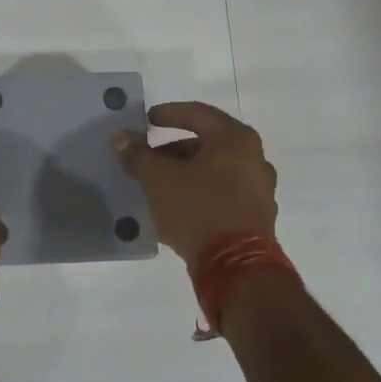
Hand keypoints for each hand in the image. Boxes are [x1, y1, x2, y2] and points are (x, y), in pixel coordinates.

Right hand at [113, 101, 278, 265]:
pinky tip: (176, 207)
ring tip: (158, 185)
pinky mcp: (256, 218)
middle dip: (173, 149)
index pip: (197, 114)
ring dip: (185, 173)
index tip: (145, 121)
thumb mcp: (158, 178)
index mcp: (235, 139)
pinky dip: (199, 193)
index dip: (167, 114)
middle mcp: (254, 159)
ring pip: (214, 171)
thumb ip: (138, 155)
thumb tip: (121, 138)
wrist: (236, 268)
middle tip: (147, 158)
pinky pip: (222, 194)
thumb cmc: (198, 209)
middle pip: (207, 143)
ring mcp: (259, 190)